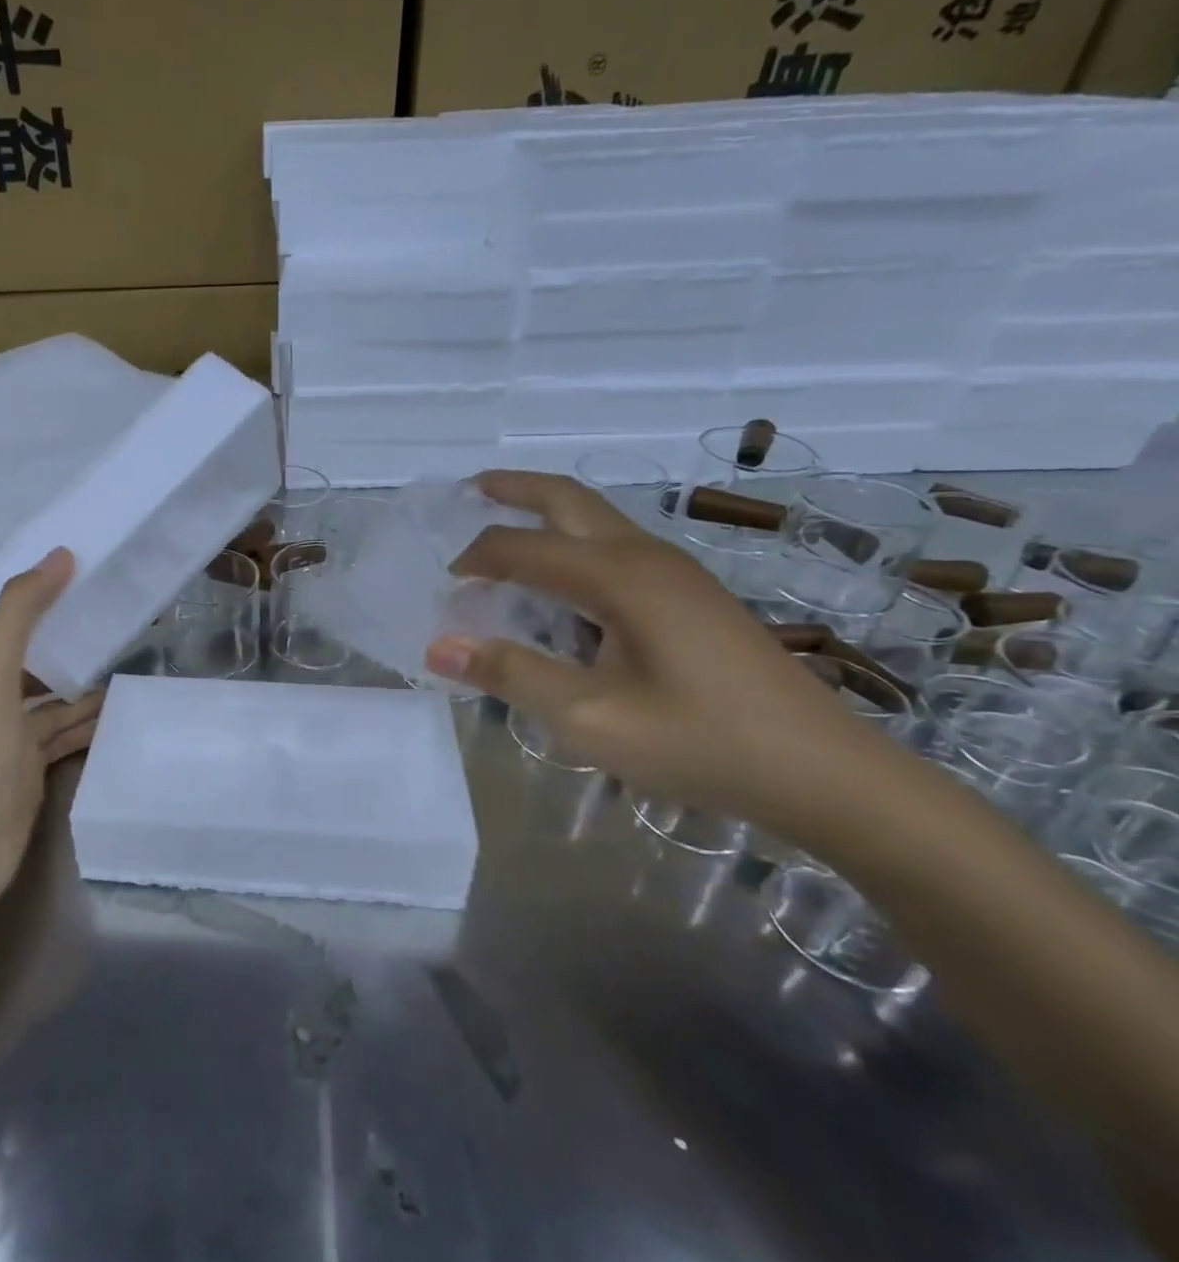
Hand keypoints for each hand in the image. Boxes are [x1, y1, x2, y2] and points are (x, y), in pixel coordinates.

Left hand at [0, 549, 102, 918]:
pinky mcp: (34, 770)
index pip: (11, 620)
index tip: (80, 571)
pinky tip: (117, 717)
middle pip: (38, 659)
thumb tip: (60, 555)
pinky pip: (67, 737)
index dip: (39, 594)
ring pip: (57, 701)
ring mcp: (15, 738)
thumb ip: (21, 614)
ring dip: (87, 686)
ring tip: (130, 668)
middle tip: (120, 621)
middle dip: (72, 641)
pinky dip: (89, 725)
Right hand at [426, 472, 887, 833]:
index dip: (474, 561)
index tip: (444, 589)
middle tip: (470, 489)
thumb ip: (512, 674)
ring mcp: (676, 573)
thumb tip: (439, 646)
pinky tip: (564, 587)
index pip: (521, 548)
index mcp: (617, 576)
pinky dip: (573, 545)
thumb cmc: (700, 742)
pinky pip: (616, 548)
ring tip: (507, 529)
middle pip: (568, 500)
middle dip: (515, 489)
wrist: (823, 772)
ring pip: (597, 520)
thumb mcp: (590, 718)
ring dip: (547, 514)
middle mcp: (645, 557)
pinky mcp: (691, 596)